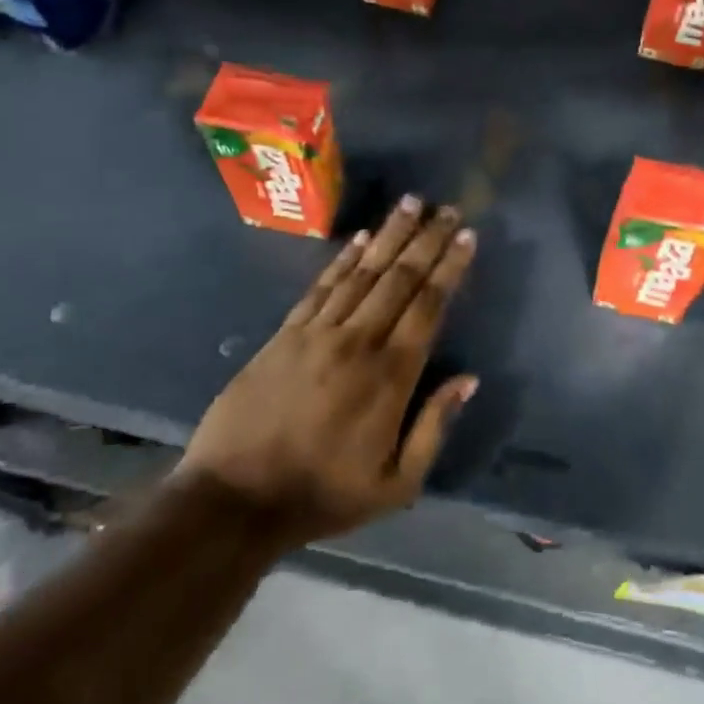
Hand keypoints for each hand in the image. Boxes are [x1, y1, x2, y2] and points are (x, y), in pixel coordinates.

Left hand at [177, 196, 478, 545]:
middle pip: (399, 278)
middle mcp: (358, 342)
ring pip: (362, 272)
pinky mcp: (285, 334)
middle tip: (447, 209)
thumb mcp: (396, 485)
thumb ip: (435, 427)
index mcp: (391, 376)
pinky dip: (343, 258)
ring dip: (389, 235)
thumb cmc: (323, 495)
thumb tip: (468, 379)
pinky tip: (360, 236)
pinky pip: (321, 286)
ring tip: (411, 203)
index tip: (467, 236)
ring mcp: (317, 333)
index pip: (428, 306)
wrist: (234, 500)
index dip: (450, 267)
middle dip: (427, 239)